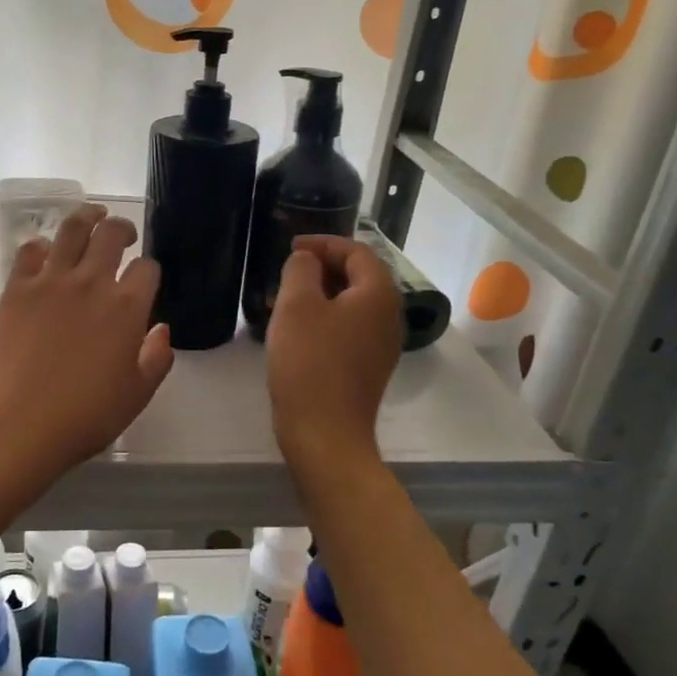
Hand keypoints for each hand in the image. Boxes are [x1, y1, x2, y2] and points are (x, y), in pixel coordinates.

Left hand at [0, 204, 173, 481]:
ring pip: (71, 228)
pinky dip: (42, 245)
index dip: (149, 272)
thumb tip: (161, 330)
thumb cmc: (85, 414)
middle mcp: (91, 282)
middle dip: (123, 229)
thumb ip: (157, 358)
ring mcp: (50, 281)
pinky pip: (30, 250)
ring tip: (91, 217)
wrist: (18, 421)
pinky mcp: (16, 288)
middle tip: (124, 236)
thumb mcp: (137, 394)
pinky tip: (46, 252)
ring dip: (86, 217)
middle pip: (111, 233)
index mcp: (126, 307)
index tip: (144, 282)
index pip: (147, 268)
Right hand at [266, 236, 400, 468]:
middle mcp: (389, 315)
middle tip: (288, 270)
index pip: (357, 251)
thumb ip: (301, 269)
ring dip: (322, 294)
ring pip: (353, 304)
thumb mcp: (296, 305)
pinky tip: (298, 329)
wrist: (325, 433)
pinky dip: (326, 318)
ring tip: (286, 298)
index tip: (291, 246)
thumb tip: (307, 260)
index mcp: (378, 294)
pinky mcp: (369, 367)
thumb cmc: (309, 362)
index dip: (323, 243)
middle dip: (323, 268)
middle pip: (359, 276)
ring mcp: (382, 345)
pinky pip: (350, 328)